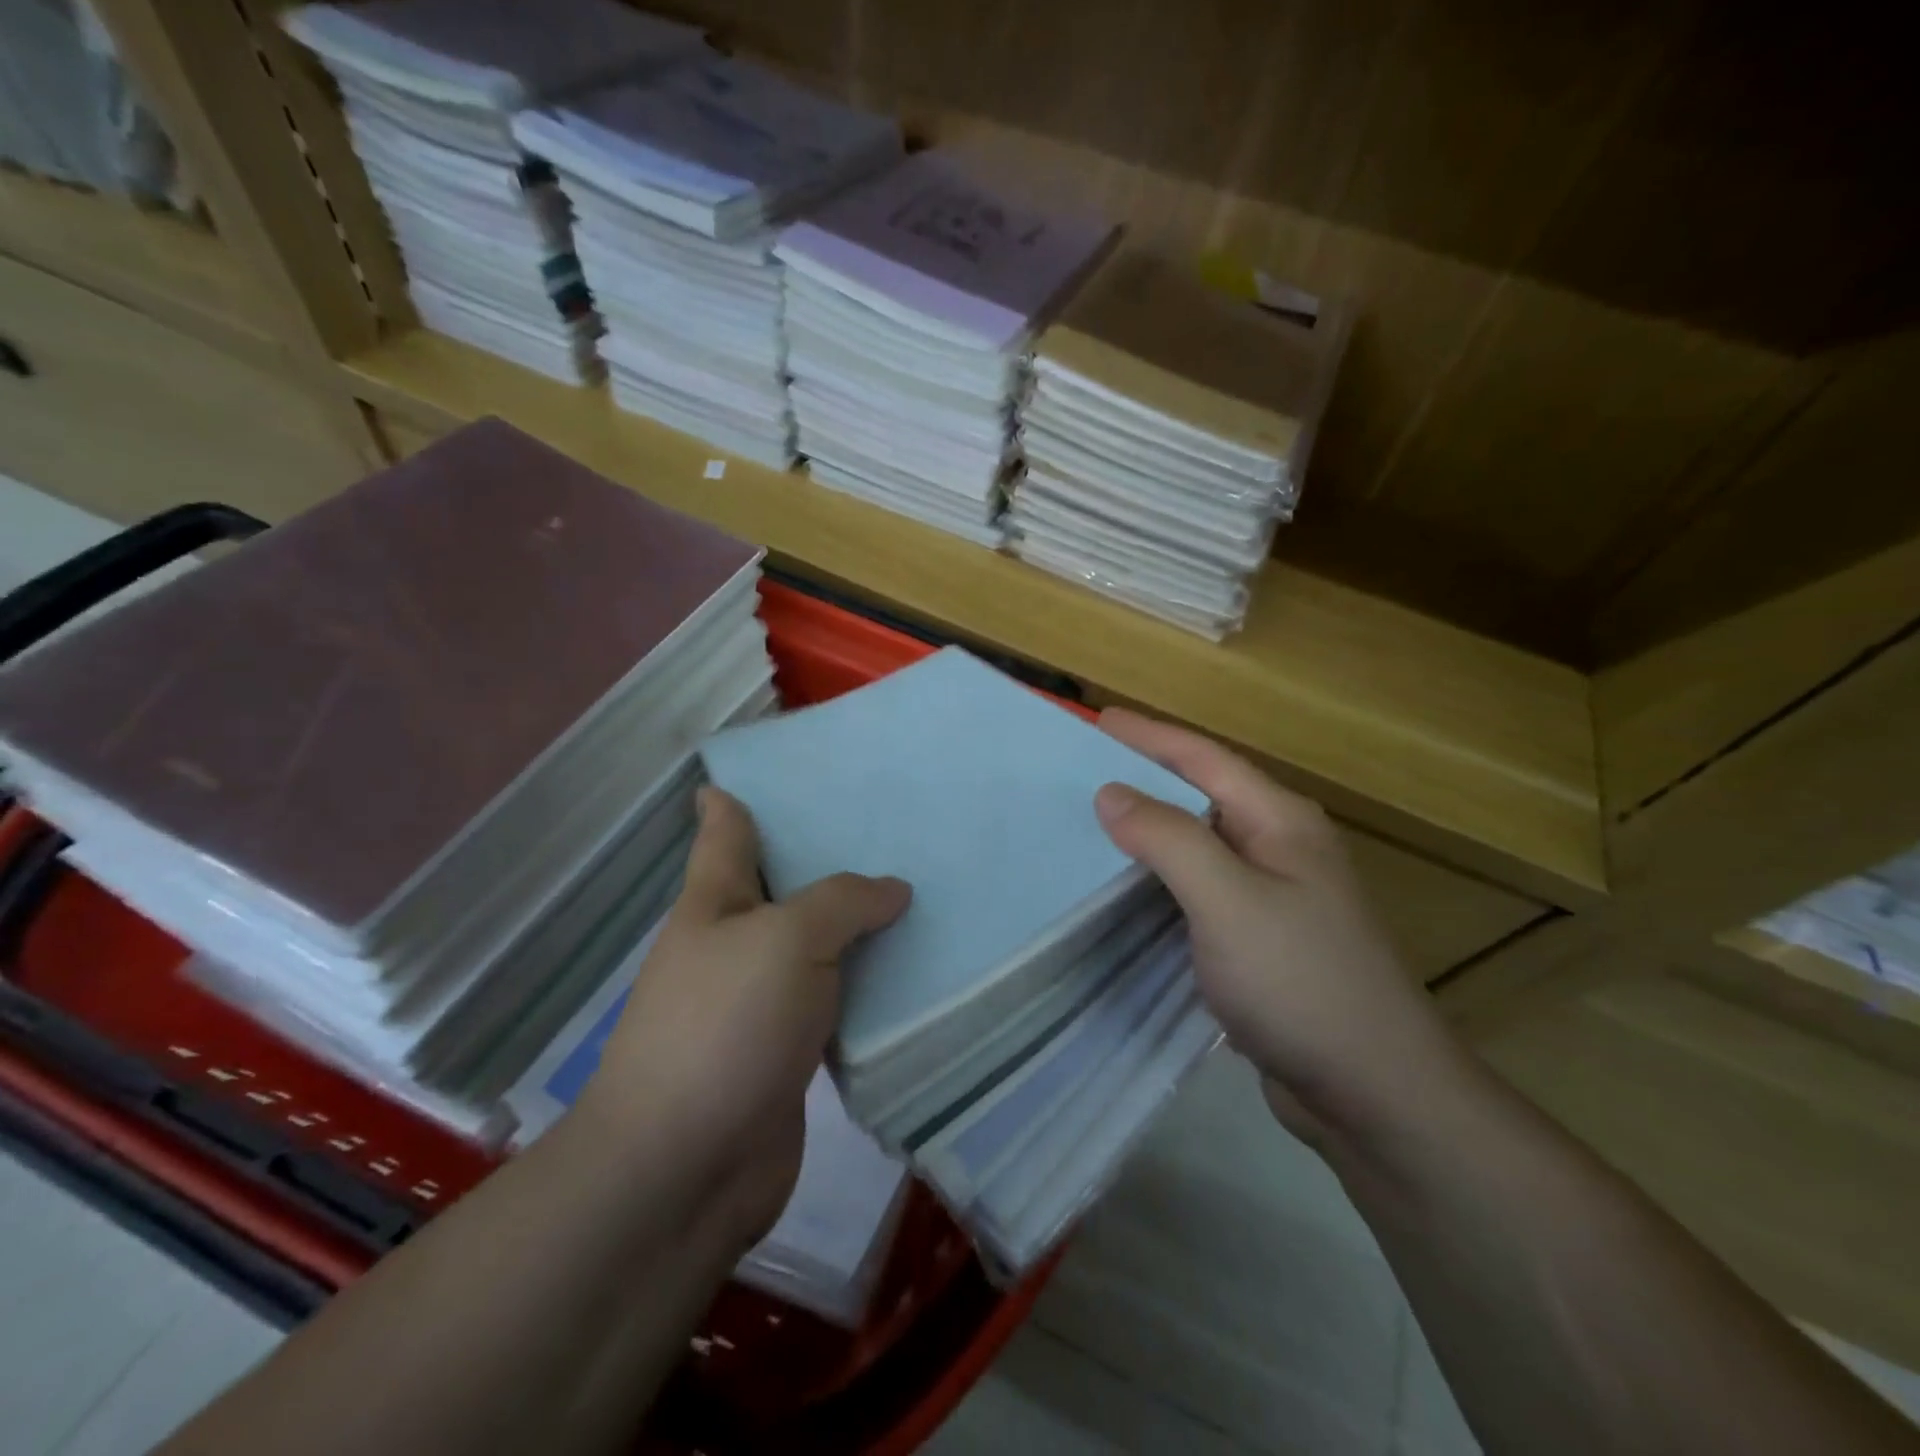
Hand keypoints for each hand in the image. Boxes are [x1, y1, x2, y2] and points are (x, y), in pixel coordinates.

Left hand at [581, 787, 910, 1247]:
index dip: (740, 796)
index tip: (777, 770)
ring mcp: (759, 1002)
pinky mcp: (788, 1053)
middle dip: (830, 858)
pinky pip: (836, 1003)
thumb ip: (843, 902)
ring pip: (818, 947)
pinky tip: (914, 973)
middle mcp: (734, 944)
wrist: (685, 1170)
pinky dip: (868, 988)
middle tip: (895, 826)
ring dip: (859, 928)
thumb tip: (893, 890)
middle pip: (784, 886)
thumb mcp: (787, 939)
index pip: (726, 831)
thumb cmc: (725, 1027)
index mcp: (715, 902)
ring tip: (922, 893)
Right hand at [1094, 709, 1467, 1139]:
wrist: (1374, 1093)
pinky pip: (1200, 891)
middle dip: (1146, 779)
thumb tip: (1111, 792)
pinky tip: (1127, 892)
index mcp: (1280, 822)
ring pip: (1199, 847)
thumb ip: (1167, 839)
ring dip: (1150, 833)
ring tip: (1093, 826)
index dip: (1150, 736)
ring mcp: (1275, 897)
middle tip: (1083, 772)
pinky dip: (1161, 881)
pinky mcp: (1263, 942)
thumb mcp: (1227, 900)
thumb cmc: (1300, 981)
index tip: (1098, 718)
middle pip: (1202, 796)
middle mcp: (1281, 848)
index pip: (1205, 759)